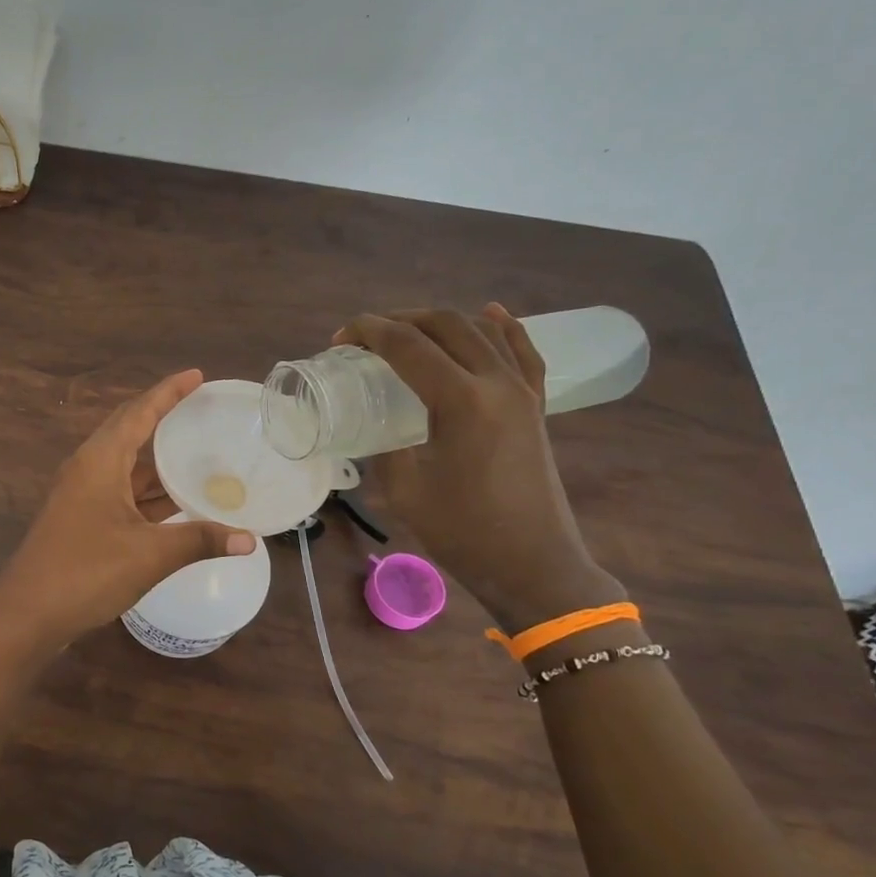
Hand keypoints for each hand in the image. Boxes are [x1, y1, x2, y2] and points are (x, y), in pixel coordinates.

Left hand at [0, 370, 256, 648]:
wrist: (27, 615)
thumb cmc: (86, 572)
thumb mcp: (149, 555)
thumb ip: (200, 541)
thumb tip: (250, 540)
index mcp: (99, 461)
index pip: (139, 412)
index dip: (168, 392)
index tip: (196, 375)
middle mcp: (88, 469)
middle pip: (130, 433)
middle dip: (165, 420)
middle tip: (202, 411)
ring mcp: (81, 495)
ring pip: (126, 467)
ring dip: (158, 462)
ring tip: (200, 453)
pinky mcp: (81, 520)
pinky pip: (121, 492)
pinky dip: (149, 493)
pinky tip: (176, 500)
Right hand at [336, 305, 623, 630]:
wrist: (532, 563)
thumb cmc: (462, 531)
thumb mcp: (403, 489)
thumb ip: (385, 445)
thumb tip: (374, 423)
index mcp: (460, 401)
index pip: (408, 345)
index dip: (369, 333)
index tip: (340, 339)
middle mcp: (496, 382)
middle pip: (445, 325)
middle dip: (399, 320)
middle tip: (365, 338)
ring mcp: (522, 391)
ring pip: (481, 330)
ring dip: (439, 321)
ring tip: (406, 331)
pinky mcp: (535, 405)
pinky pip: (522, 351)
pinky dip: (503, 327)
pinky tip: (490, 313)